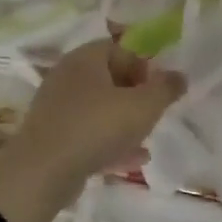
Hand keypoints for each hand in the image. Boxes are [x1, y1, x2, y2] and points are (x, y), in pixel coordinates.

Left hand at [0, 40, 186, 221]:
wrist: (42, 172)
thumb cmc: (96, 127)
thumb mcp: (143, 106)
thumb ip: (166, 88)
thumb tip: (180, 76)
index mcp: (86, 58)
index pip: (121, 49)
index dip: (144, 67)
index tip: (158, 91)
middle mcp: (67, 76)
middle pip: (110, 78)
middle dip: (135, 96)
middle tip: (153, 114)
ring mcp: (56, 107)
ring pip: (99, 108)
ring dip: (123, 121)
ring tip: (146, 138)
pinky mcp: (52, 136)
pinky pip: (87, 133)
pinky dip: (109, 142)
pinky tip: (133, 160)